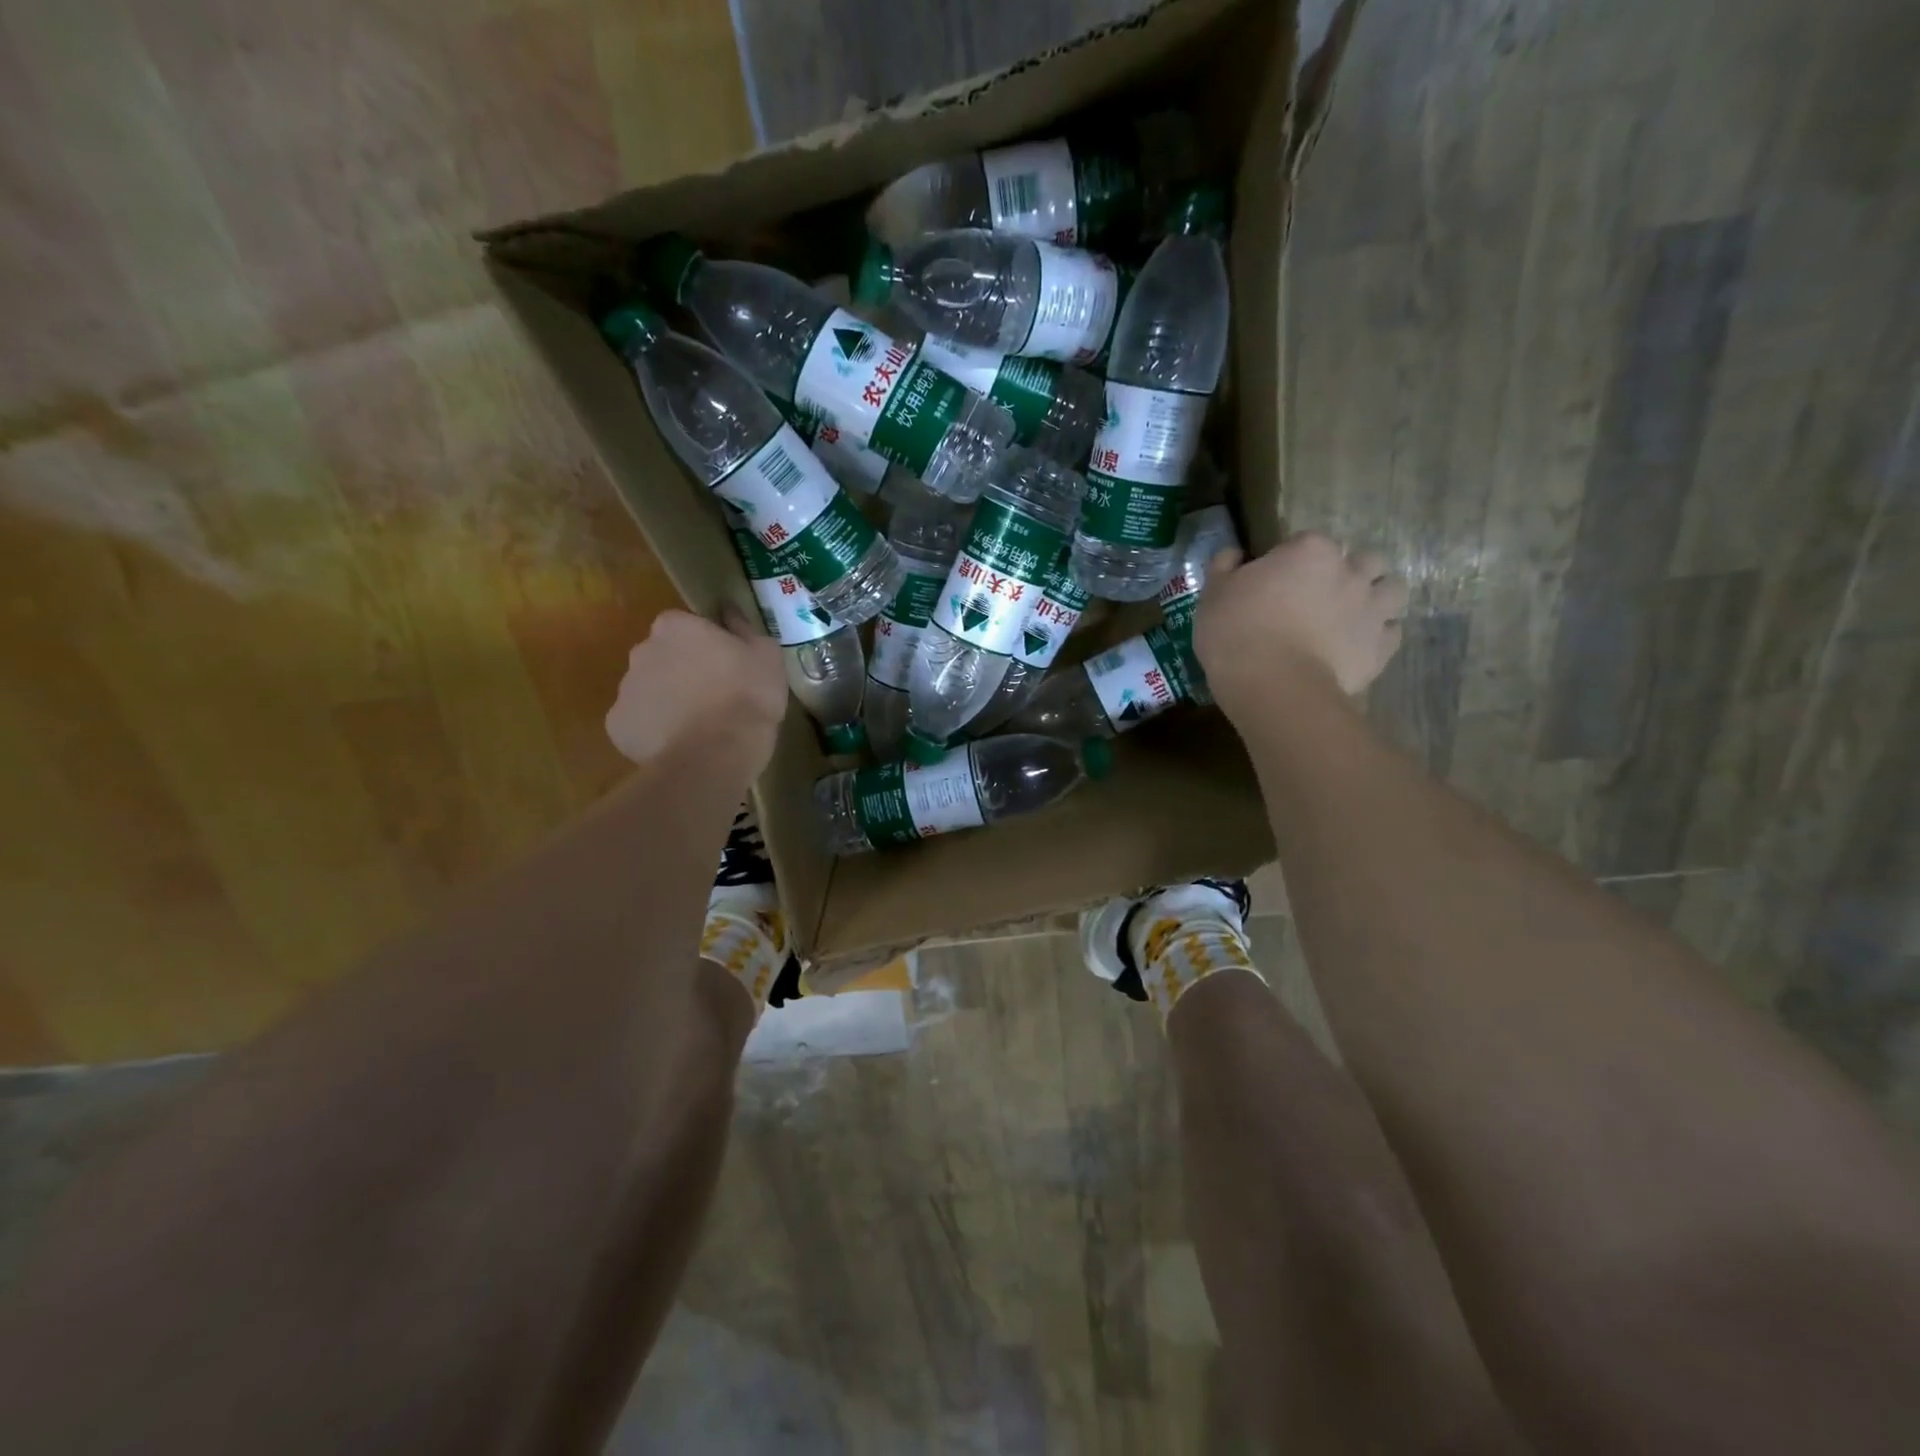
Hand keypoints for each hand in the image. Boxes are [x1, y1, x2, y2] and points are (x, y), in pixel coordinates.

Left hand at [605, 608, 787, 774]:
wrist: (716, 754)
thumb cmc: (747, 697)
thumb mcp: (767, 656)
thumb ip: (744, 628)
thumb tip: (728, 611)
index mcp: (675, 627)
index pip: (687, 626)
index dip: (708, 646)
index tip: (727, 666)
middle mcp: (642, 650)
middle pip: (663, 656)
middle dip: (682, 671)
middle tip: (714, 696)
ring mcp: (625, 689)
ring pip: (649, 690)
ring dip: (669, 701)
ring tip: (699, 727)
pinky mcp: (618, 726)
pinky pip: (639, 723)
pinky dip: (656, 731)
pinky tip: (681, 744)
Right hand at [1193, 533, 1408, 713]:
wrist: (1274, 686)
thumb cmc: (1236, 632)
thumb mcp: (1212, 595)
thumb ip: (1224, 567)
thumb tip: (1234, 554)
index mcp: (1309, 551)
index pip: (1305, 542)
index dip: (1290, 561)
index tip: (1273, 582)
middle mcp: (1350, 571)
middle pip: (1362, 560)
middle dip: (1347, 572)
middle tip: (1320, 596)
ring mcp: (1372, 608)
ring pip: (1392, 589)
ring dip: (1376, 597)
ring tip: (1353, 616)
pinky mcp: (1382, 646)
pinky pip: (1392, 632)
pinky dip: (1379, 636)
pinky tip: (1358, 646)